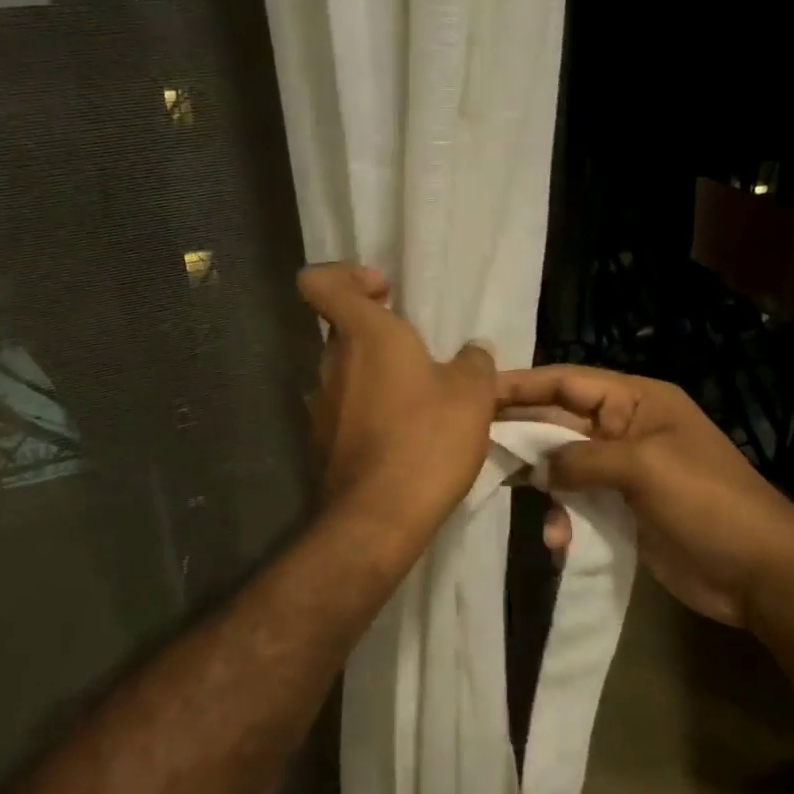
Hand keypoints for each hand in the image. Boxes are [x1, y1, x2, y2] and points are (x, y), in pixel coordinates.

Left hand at [299, 263, 496, 567]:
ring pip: (347, 373)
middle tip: (421, 354)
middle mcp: (332, 363)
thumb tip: (472, 352)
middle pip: (342, 329)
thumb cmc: (427, 439)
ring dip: (378, 377)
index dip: (346, 276)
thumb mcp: (472, 394)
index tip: (384, 292)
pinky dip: (371, 412)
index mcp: (363, 334)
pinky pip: (346, 411)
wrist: (379, 517)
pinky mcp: (321, 442)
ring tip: (421, 402)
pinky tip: (405, 437)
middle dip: (378, 333)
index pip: (320, 282)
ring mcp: (320, 405)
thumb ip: (473, 363)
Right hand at [497, 365, 793, 629]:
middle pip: (561, 421)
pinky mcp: (623, 509)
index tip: (478, 391)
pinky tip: (557, 539)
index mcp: (637, 401)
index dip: (523, 385)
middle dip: (523, 433)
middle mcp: (626, 429)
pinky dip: (563, 517)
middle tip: (474, 443)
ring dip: (542, 482)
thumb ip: (583, 459)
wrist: (759, 572)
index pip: (568, 382)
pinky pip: (579, 502)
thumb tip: (539, 468)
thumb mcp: (644, 466)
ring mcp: (624, 471)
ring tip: (513, 494)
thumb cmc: (706, 502)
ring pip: (564, 465)